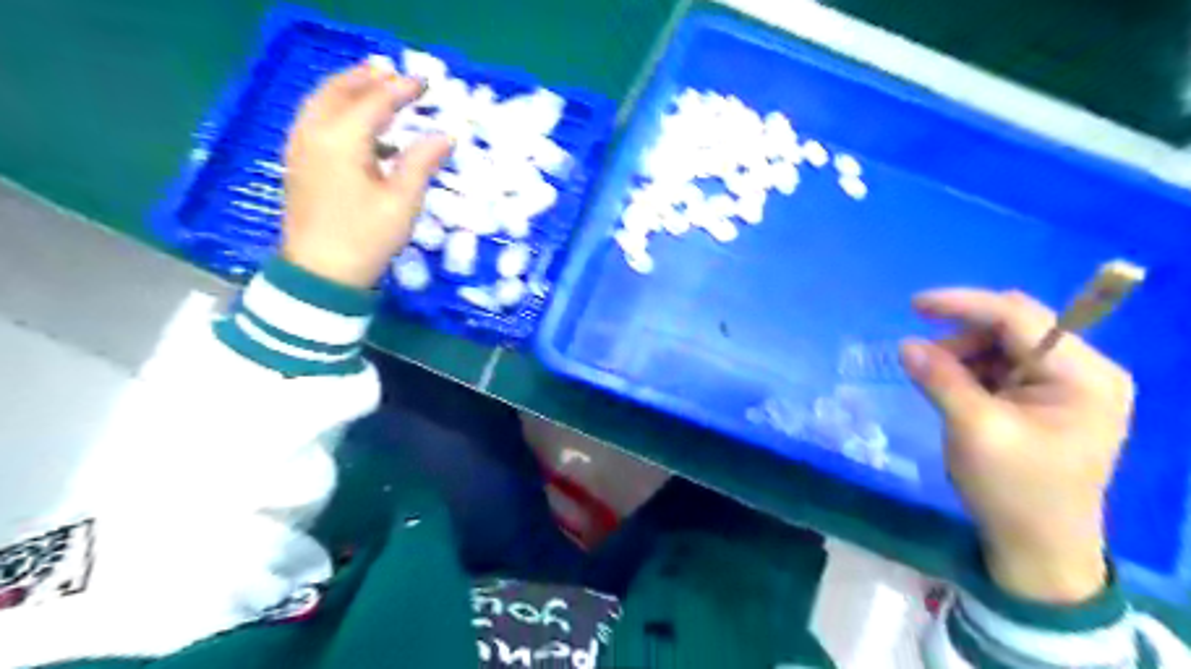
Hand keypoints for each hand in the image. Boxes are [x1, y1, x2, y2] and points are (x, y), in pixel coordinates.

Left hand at [282, 57, 452, 285]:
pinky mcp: (298, 161)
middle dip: (368, 77)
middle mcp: (315, 132)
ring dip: (348, 87)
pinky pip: (314, 117)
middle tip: (394, 72)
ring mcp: (300, 145)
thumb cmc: (366, 237)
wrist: (320, 273)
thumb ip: (421, 162)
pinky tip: (354, 121)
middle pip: (339, 90)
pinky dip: (335, 106)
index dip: (402, 89)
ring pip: (321, 100)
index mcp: (342, 139)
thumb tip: (445, 135)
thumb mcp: (402, 202)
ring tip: (373, 84)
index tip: (426, 82)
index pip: (375, 101)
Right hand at [905, 291, 1131, 603]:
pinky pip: (1002, 366)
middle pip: (1014, 326)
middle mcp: (1083, 370)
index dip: (964, 304)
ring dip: (963, 355)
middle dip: (962, 336)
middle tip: (922, 361)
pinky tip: (955, 393)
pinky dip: (971, 372)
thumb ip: (941, 380)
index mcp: (1082, 375)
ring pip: (1003, 345)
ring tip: (937, 384)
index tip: (914, 305)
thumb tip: (906, 344)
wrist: (1038, 546)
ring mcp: (1067, 385)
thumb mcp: (973, 430)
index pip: (1019, 317)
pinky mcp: (1048, 399)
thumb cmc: (1013, 490)